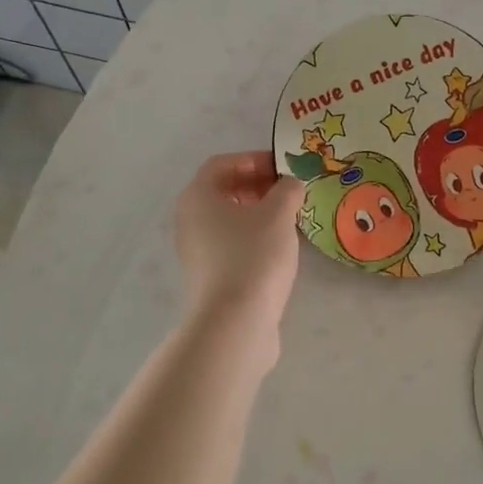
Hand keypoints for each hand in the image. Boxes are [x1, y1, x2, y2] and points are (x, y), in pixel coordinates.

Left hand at [173, 151, 305, 351]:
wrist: (235, 324)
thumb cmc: (253, 256)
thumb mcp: (278, 214)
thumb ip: (288, 190)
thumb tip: (291, 184)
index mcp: (198, 197)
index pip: (222, 163)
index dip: (253, 159)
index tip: (283, 168)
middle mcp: (190, 220)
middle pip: (224, 191)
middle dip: (258, 185)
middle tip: (290, 192)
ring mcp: (197, 251)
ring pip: (229, 219)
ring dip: (259, 213)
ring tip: (291, 218)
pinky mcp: (210, 276)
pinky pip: (232, 244)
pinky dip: (255, 237)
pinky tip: (281, 247)